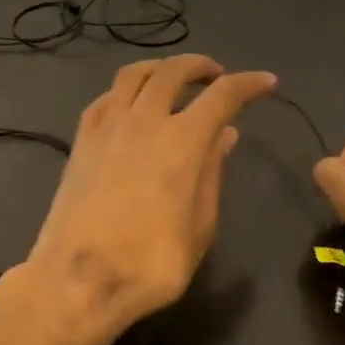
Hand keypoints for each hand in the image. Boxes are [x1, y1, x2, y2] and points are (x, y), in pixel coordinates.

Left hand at [16, 55, 276, 344]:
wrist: (78, 279)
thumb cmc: (151, 262)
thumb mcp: (200, 225)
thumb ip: (212, 173)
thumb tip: (225, 134)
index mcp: (182, 140)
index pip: (223, 95)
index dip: (249, 83)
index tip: (266, 82)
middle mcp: (144, 120)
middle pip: (173, 71)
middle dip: (200, 66)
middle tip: (216, 76)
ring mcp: (107, 126)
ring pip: (134, 74)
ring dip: (160, 68)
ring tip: (174, 80)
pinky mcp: (81, 140)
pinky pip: (106, 98)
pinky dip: (126, 91)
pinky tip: (132, 105)